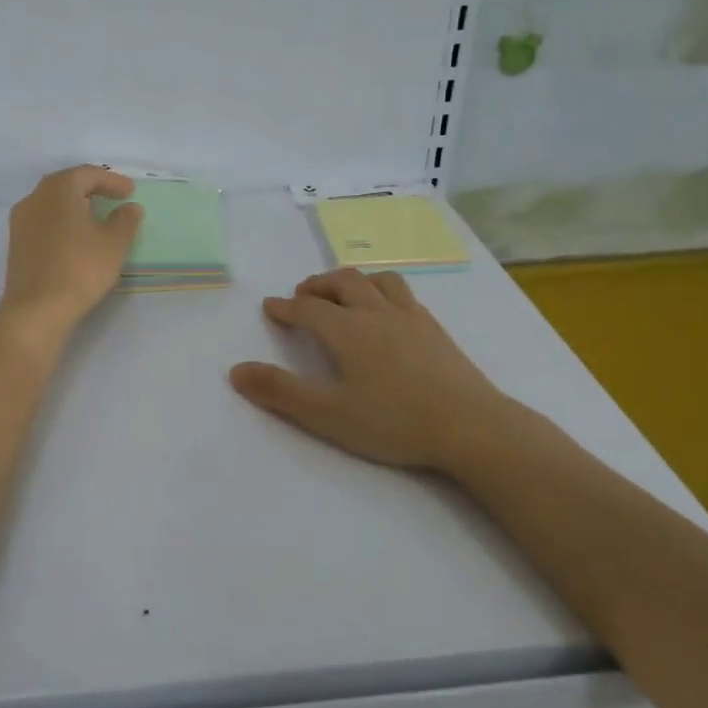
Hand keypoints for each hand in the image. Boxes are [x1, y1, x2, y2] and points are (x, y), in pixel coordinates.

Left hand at [0, 166, 143, 343]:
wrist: (36, 309)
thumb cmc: (79, 268)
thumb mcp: (113, 244)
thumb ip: (125, 221)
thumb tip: (130, 208)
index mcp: (58, 190)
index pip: (87, 174)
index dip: (112, 180)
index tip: (131, 191)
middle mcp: (35, 198)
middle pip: (66, 184)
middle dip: (91, 188)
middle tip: (113, 197)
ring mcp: (20, 222)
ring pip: (51, 203)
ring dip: (75, 205)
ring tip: (95, 217)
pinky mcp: (16, 244)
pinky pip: (43, 222)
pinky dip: (62, 222)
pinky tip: (75, 238)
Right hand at [229, 268, 522, 474]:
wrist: (471, 427)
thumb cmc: (394, 422)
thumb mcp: (328, 414)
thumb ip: (281, 392)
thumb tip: (236, 370)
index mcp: (348, 331)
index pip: (308, 309)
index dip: (286, 307)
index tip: (271, 307)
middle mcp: (377, 313)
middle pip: (342, 283)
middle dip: (317, 286)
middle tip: (303, 296)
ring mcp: (411, 317)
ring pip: (377, 281)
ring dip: (353, 281)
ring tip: (344, 295)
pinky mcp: (435, 329)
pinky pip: (403, 294)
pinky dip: (382, 292)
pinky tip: (388, 313)